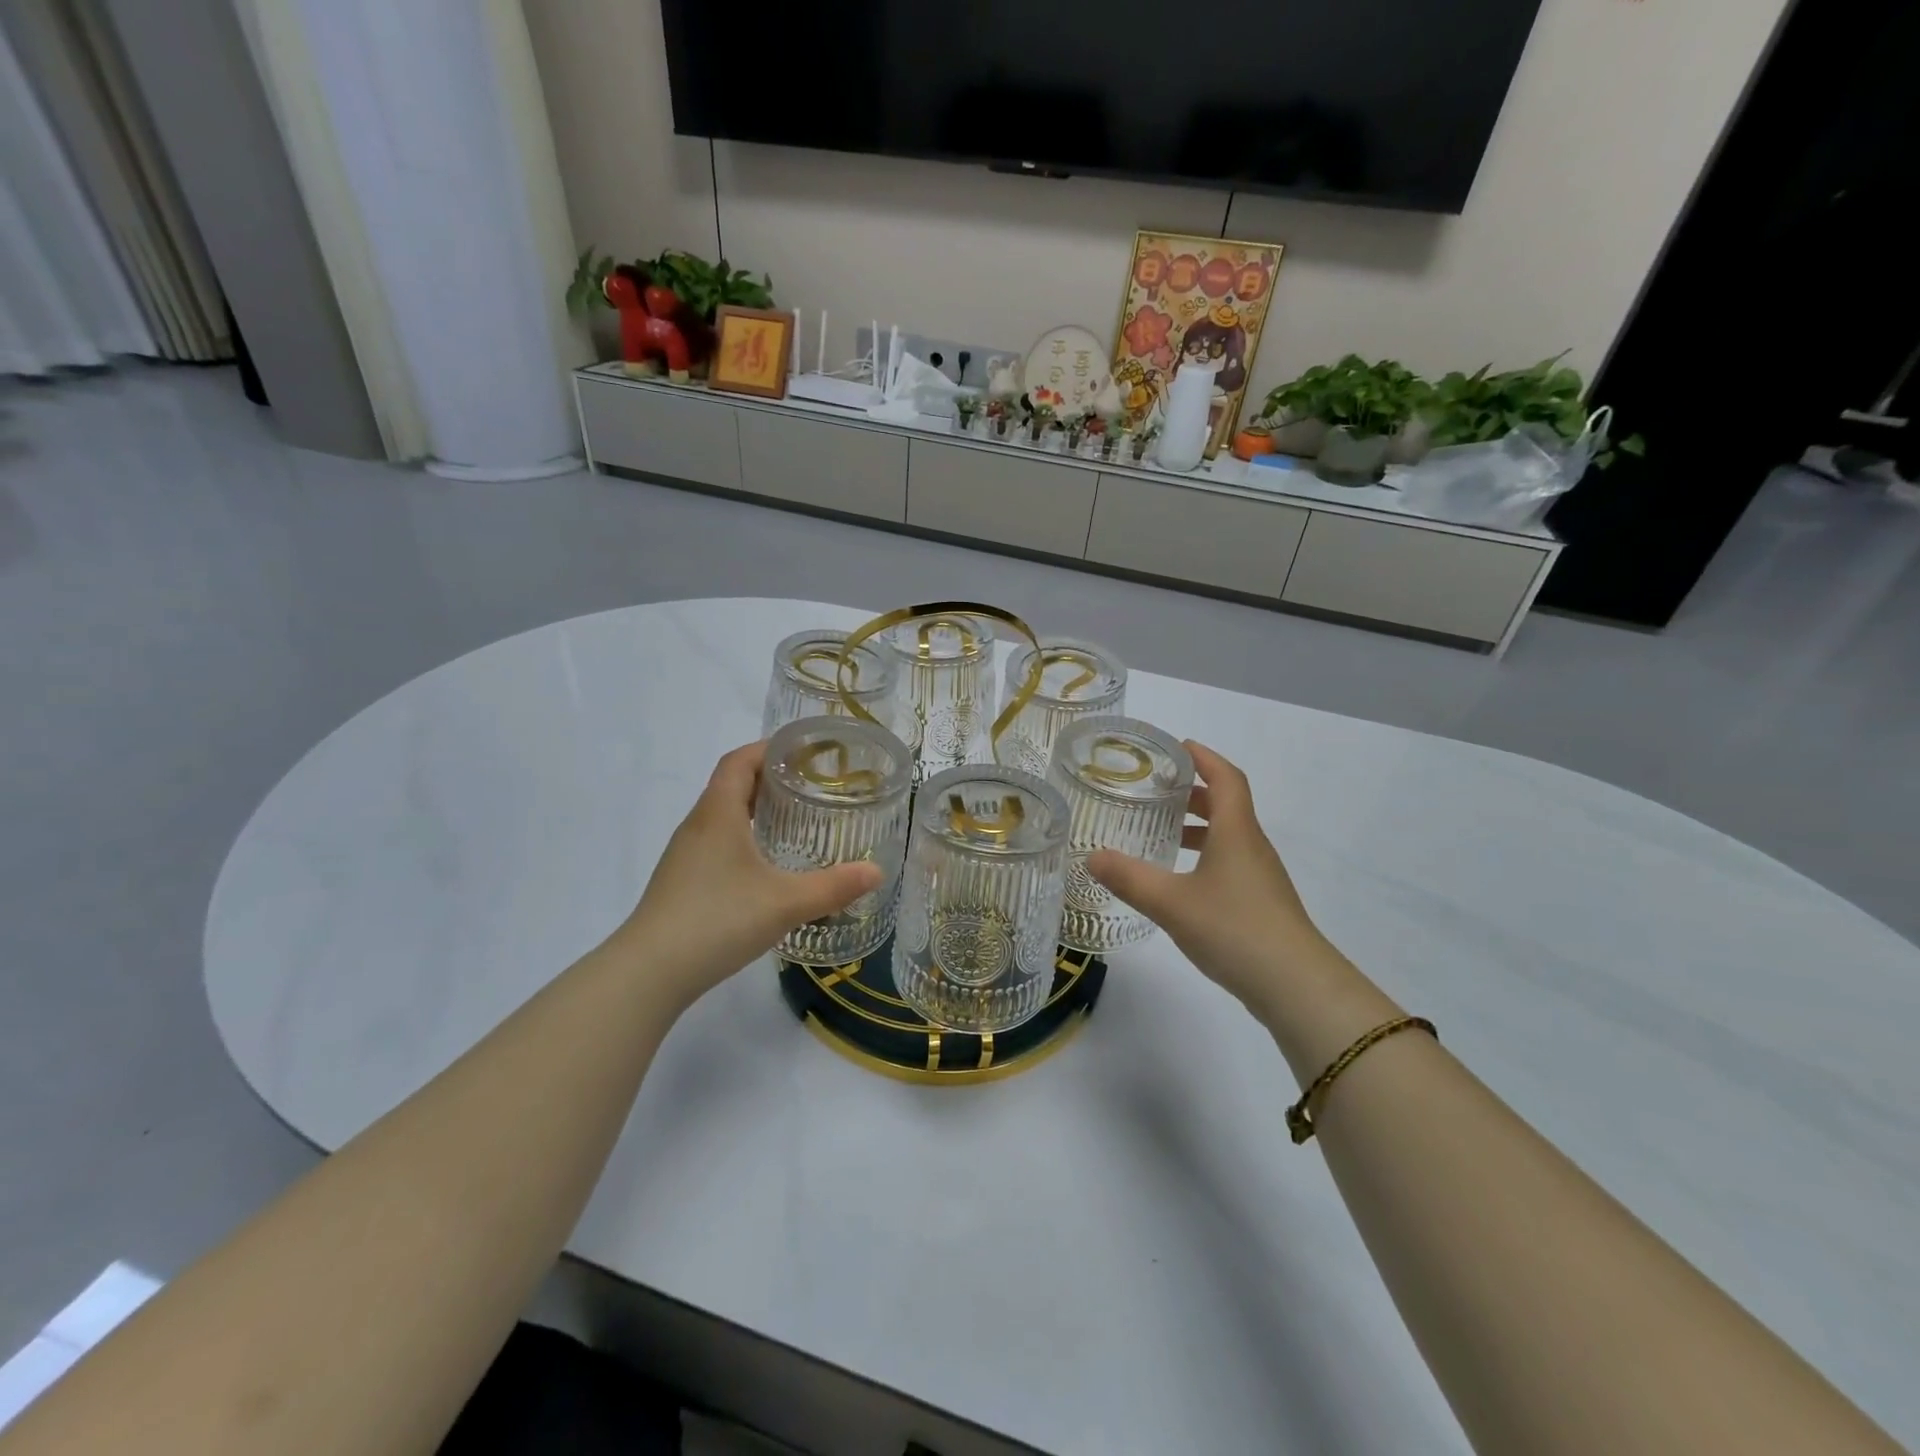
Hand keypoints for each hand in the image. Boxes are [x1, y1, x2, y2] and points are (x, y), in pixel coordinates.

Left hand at [615, 743, 882, 1009]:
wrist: (649, 972)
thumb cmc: (717, 921)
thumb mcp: (785, 903)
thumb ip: (833, 886)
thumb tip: (877, 871)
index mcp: (718, 813)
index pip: (740, 760)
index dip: (770, 747)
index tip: (805, 750)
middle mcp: (698, 825)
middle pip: (731, 783)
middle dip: (770, 776)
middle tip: (812, 784)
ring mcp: (686, 854)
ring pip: (723, 814)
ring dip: (756, 807)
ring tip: (796, 818)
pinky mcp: (682, 880)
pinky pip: (717, 841)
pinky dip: (744, 836)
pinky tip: (766, 863)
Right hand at [1088, 742, 1327, 1013]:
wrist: (1296, 985)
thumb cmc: (1234, 929)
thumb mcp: (1171, 902)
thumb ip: (1129, 878)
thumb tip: (1090, 856)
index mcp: (1236, 831)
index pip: (1226, 778)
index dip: (1204, 757)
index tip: (1177, 746)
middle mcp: (1251, 846)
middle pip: (1226, 805)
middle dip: (1193, 792)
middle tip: (1156, 790)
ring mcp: (1260, 877)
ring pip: (1228, 836)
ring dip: (1198, 827)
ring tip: (1161, 834)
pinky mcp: (1261, 904)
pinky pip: (1229, 863)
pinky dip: (1204, 857)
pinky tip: (1180, 881)